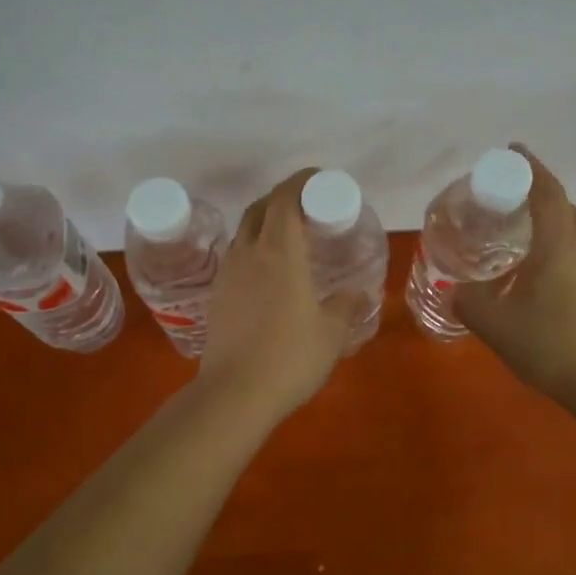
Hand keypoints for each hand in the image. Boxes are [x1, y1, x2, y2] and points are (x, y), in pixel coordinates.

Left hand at [198, 169, 366, 417]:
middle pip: (260, 209)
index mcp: (279, 252)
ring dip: (265, 223)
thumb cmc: (290, 358)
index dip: (300, 182)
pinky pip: (237, 258)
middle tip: (306, 206)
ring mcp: (228, 275)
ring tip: (289, 237)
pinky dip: (254, 250)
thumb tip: (358, 294)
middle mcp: (248, 254)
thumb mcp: (331, 333)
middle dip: (281, 198)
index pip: (285, 199)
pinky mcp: (217, 297)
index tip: (319, 180)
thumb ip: (346, 307)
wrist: (234, 394)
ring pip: (244, 233)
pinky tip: (268, 272)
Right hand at [455, 146, 575, 405]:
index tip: (511, 151)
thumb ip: (468, 300)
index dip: (530, 166)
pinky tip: (535, 269)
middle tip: (505, 195)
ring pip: (572, 229)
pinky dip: (555, 243)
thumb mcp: (493, 323)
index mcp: (558, 245)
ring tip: (516, 231)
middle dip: (536, 191)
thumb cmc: (548, 344)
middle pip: (562, 205)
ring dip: (547, 219)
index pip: (546, 191)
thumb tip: (456, 289)